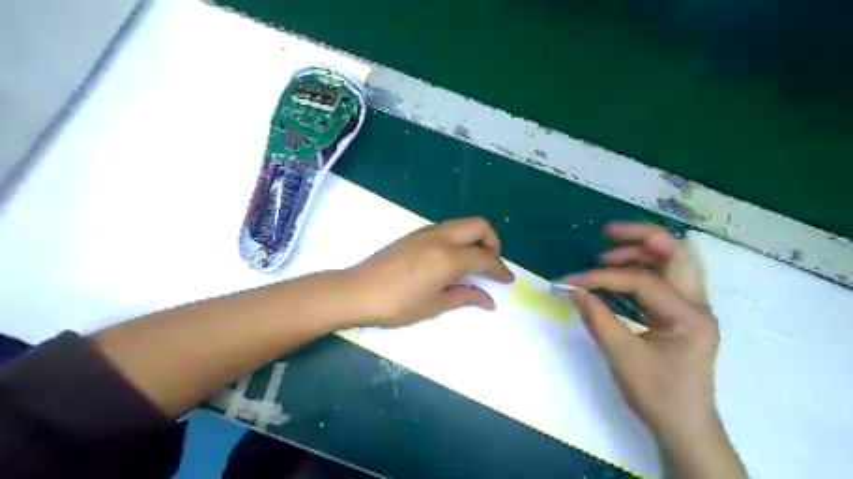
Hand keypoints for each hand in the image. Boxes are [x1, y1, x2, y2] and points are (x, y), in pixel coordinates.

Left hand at [344, 216, 512, 327]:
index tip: (508, 280)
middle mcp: (441, 237)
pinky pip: (447, 228)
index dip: (500, 269)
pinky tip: (452, 259)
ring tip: (474, 262)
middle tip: (492, 263)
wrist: (357, 291)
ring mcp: (426, 232)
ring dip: (476, 238)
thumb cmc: (397, 304)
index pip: (485, 257)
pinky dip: (459, 238)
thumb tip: (490, 300)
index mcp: (448, 256)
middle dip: (493, 241)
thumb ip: (465, 296)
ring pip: (462, 224)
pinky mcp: (415, 234)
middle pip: (479, 225)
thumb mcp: (434, 305)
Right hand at [564, 224, 717, 441]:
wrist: (684, 427)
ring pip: (673, 262)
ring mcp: (691, 308)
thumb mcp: (621, 356)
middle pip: (677, 253)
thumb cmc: (657, 395)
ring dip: (641, 252)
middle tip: (607, 233)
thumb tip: (572, 288)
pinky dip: (640, 270)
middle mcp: (697, 305)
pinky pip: (663, 280)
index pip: (643, 281)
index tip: (571, 281)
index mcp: (689, 317)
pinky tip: (617, 274)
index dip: (603, 277)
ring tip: (606, 256)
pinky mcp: (680, 314)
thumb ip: (596, 317)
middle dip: (641, 237)